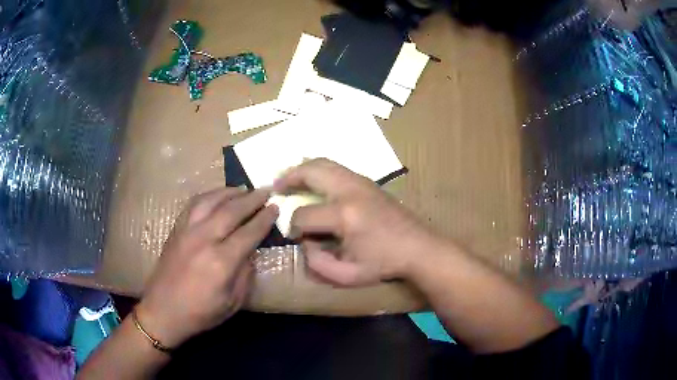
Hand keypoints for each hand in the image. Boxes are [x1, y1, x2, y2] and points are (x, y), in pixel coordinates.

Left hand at [136, 188, 277, 347]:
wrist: (162, 310)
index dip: (264, 219)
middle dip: (251, 199)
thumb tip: (251, 251)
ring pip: (211, 201)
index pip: (248, 233)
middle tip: (265, 191)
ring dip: (229, 192)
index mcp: (221, 262)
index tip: (276, 208)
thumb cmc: (200, 313)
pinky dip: (208, 196)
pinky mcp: (176, 229)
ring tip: (243, 188)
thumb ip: (245, 274)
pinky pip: (193, 204)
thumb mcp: (233, 303)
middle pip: (231, 211)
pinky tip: (216, 196)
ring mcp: (187, 231)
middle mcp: (203, 240)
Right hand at [274, 159, 444, 286]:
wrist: (418, 247)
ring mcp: (360, 181)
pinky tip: (312, 181)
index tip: (297, 237)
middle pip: (310, 172)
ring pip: (323, 162)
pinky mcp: (367, 181)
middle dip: (288, 179)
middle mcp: (350, 190)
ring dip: (302, 169)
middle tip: (276, 188)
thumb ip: (317, 264)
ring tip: (289, 179)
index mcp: (344, 215)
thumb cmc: (384, 264)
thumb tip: (305, 243)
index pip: (304, 215)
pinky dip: (318, 169)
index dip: (294, 228)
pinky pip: (335, 167)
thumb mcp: (348, 276)